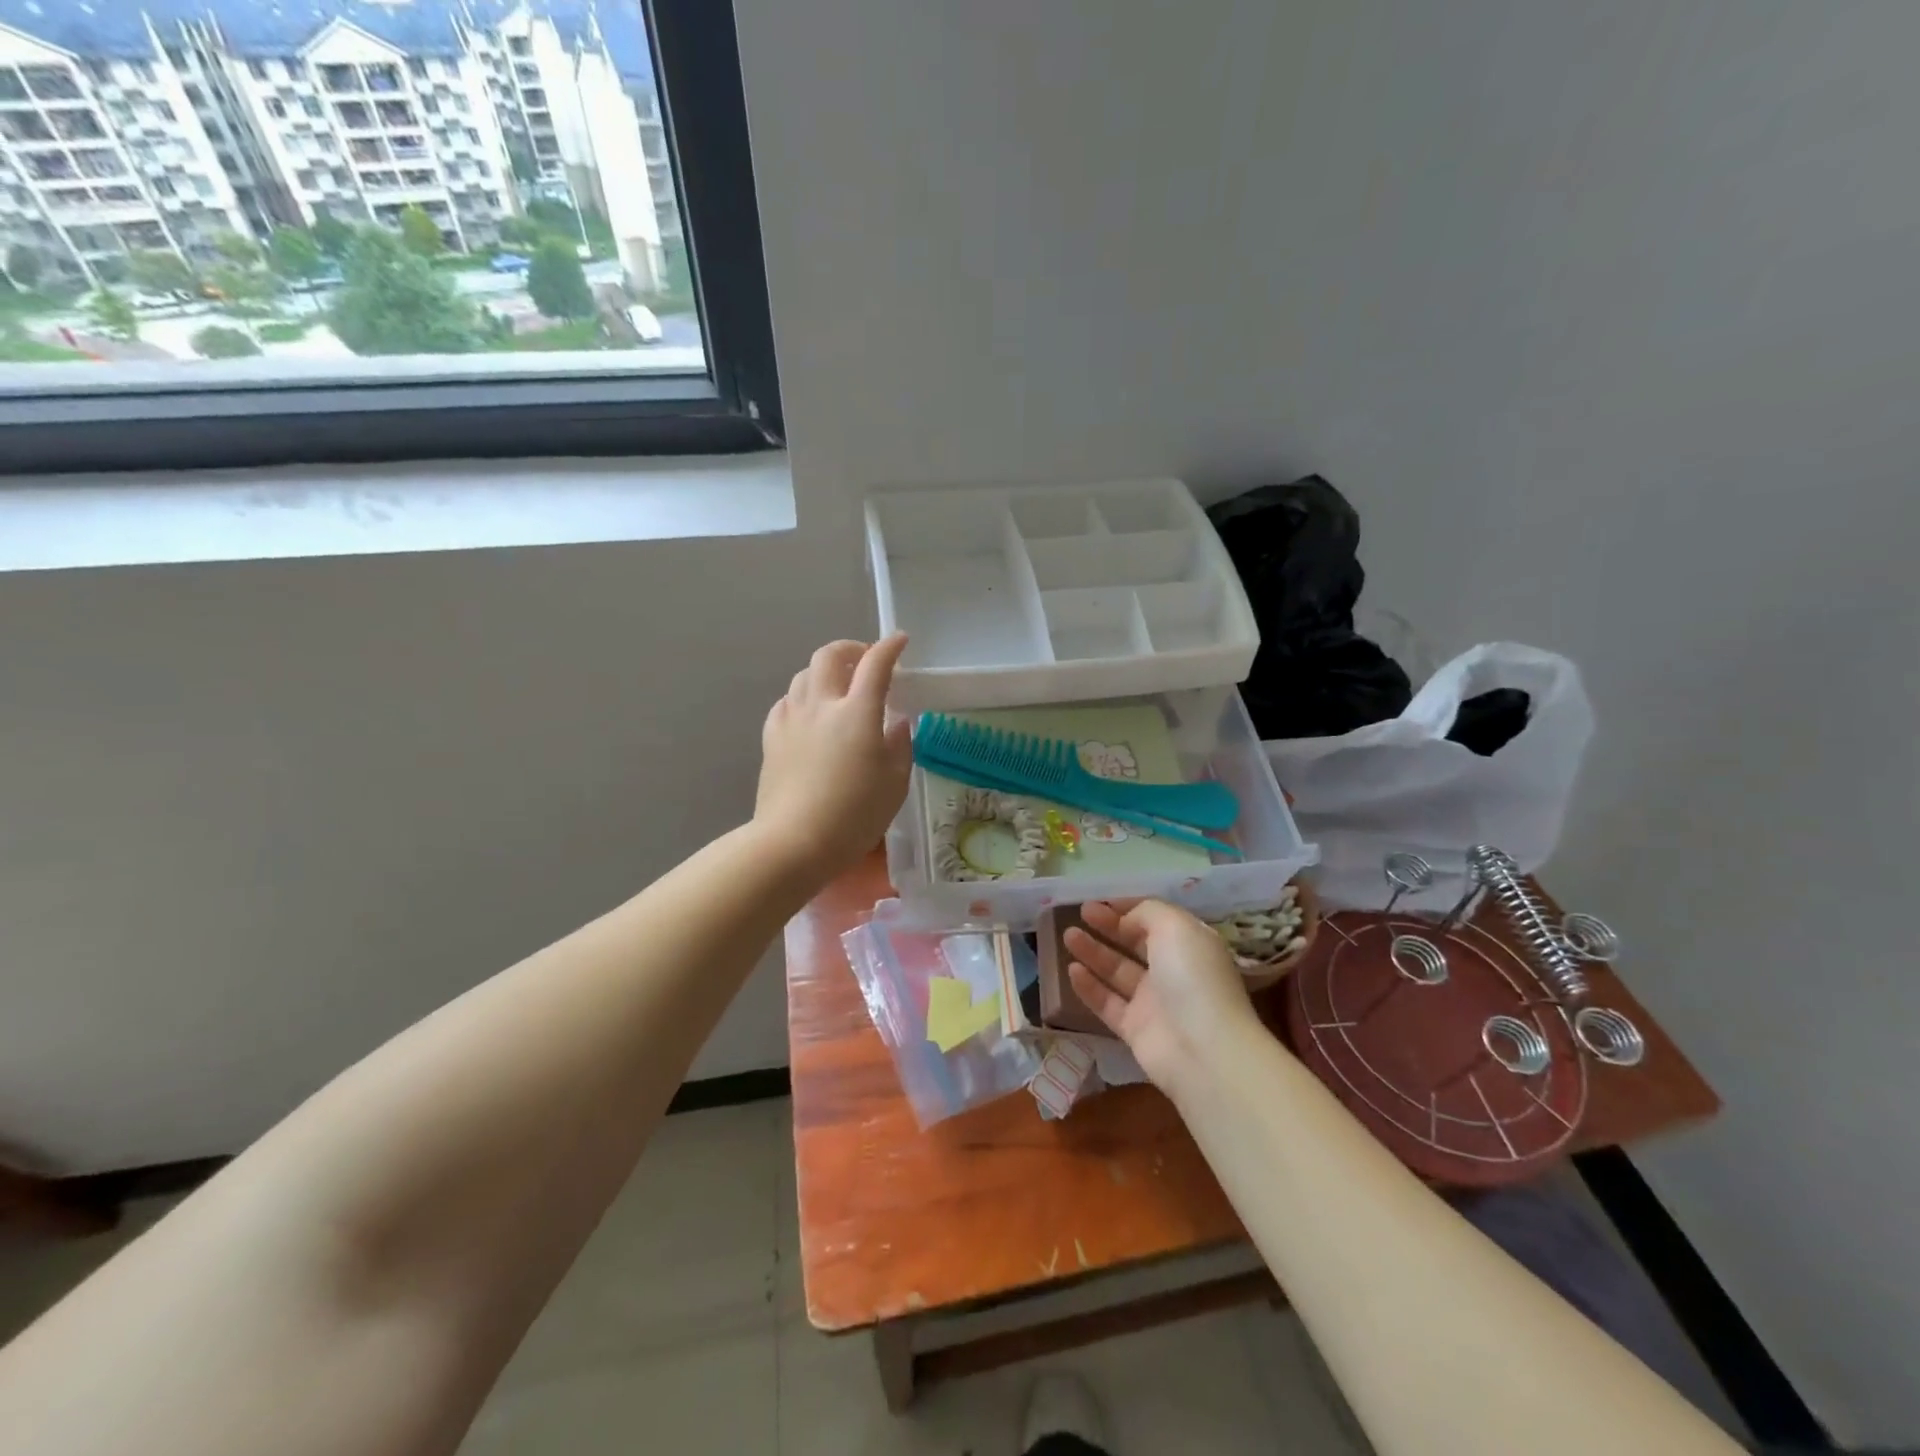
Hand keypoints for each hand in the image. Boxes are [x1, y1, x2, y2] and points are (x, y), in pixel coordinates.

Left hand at [754, 634, 912, 876]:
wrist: (793, 842)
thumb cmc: (854, 816)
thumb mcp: (894, 784)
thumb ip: (899, 745)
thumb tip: (896, 722)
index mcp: (857, 713)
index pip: (875, 664)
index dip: (890, 647)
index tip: (900, 641)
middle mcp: (822, 705)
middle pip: (830, 655)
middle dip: (851, 649)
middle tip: (865, 661)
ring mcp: (792, 719)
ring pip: (804, 675)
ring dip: (825, 671)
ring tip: (839, 688)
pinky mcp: (772, 737)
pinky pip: (787, 701)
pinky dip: (803, 697)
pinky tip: (811, 715)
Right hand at [1064, 899, 1271, 1091]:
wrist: (1204, 1051)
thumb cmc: (1192, 977)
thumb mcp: (1175, 926)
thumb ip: (1147, 912)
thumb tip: (1127, 918)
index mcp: (1189, 944)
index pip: (1155, 919)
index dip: (1128, 908)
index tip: (1101, 900)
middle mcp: (1173, 971)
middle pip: (1134, 944)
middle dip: (1108, 926)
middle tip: (1080, 913)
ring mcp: (1154, 1002)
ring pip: (1117, 972)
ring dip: (1093, 952)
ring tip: (1068, 936)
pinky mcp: (1136, 1030)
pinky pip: (1107, 1003)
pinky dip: (1089, 986)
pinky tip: (1071, 970)